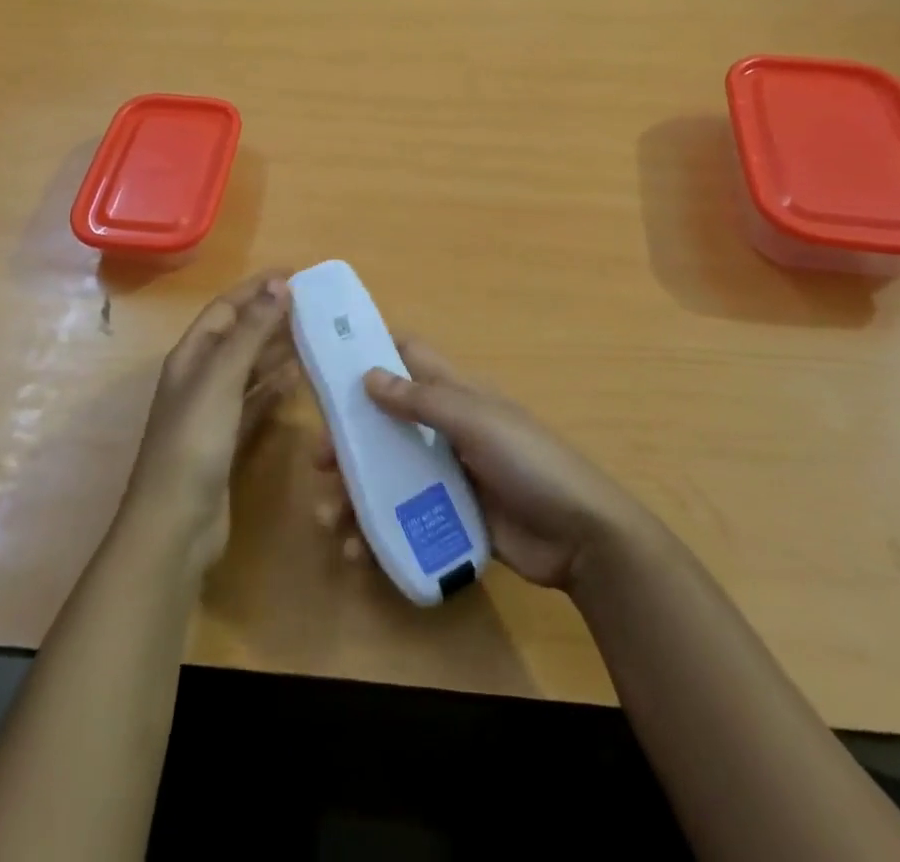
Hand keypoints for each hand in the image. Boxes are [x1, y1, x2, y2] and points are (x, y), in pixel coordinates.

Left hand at [124, 271, 298, 569]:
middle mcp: (199, 378)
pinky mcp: (227, 441)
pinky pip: (255, 401)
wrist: (175, 525)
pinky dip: (274, 387)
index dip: (256, 288)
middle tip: (313, 304)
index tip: (294, 273)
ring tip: (312, 334)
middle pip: (238, 336)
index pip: (226, 308)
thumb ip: (251, 331)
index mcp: (191, 356)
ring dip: (275, 350)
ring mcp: (213, 411)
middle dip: (269, 316)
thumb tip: (279, 284)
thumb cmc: (194, 442)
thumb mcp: (222, 378)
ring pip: (249, 368)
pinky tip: (297, 379)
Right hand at [314, 338, 641, 589]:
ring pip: (389, 472)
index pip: (409, 357)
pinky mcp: (450, 515)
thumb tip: (368, 375)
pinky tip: (357, 548)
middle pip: (386, 421)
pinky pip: (404, 515)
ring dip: (356, 490)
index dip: (372, 351)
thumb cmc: (529, 462)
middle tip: (319, 461)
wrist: (580, 537)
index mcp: (456, 394)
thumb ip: (423, 400)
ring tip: (332, 517)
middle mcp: (446, 428)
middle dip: (349, 438)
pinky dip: (376, 528)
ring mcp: (448, 474)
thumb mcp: (476, 422)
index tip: (329, 361)